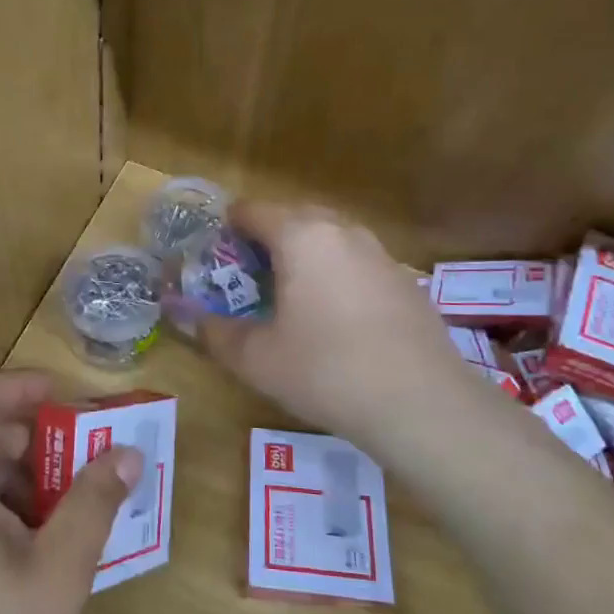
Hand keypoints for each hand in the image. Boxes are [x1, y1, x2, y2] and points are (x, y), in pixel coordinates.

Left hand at [0, 370, 139, 613]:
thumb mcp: (58, 571)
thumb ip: (95, 502)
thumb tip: (128, 452)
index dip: (26, 386)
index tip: (74, 400)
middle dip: (38, 439)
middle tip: (89, 458)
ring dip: (23, 476)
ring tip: (73, 505)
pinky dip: (0, 505)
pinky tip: (38, 543)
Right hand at [200, 202, 485, 454]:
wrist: (421, 403)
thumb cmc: (326, 371)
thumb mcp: (257, 359)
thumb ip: (217, 334)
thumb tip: (192, 320)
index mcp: (301, 237)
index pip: (253, 211)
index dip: (228, 226)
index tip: (215, 250)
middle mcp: (342, 232)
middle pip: (295, 216)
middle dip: (267, 236)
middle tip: (248, 272)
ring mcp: (380, 254)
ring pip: (331, 237)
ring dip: (305, 253)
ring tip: (290, 291)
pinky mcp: (405, 281)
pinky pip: (358, 263)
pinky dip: (337, 274)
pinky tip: (336, 316)